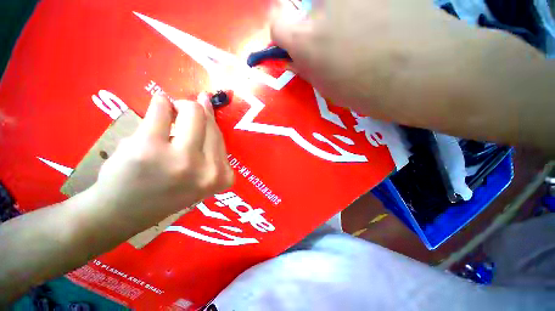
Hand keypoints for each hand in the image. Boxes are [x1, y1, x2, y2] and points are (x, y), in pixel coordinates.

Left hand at [92, 93, 233, 224]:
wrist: (123, 213)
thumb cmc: (165, 192)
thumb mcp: (200, 175)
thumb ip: (210, 148)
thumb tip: (207, 103)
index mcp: (221, 176)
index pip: (221, 136)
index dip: (211, 119)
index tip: (205, 106)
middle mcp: (208, 169)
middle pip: (210, 122)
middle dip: (197, 109)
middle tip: (183, 108)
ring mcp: (181, 159)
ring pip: (193, 112)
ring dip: (181, 105)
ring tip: (171, 108)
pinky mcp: (149, 149)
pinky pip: (162, 109)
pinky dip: (160, 102)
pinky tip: (159, 104)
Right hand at [270, 0, 544, 133]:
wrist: (435, 72)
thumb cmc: (373, 93)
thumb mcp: (330, 89)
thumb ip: (308, 69)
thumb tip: (295, 58)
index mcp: (307, 39)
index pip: (277, 23)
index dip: (283, 35)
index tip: (294, 47)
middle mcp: (324, 4)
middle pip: (309, 11)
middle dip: (318, 29)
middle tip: (340, 47)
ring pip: (336, 4)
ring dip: (343, 18)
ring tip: (369, 37)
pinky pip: (363, 1)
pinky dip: (367, 10)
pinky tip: (386, 25)